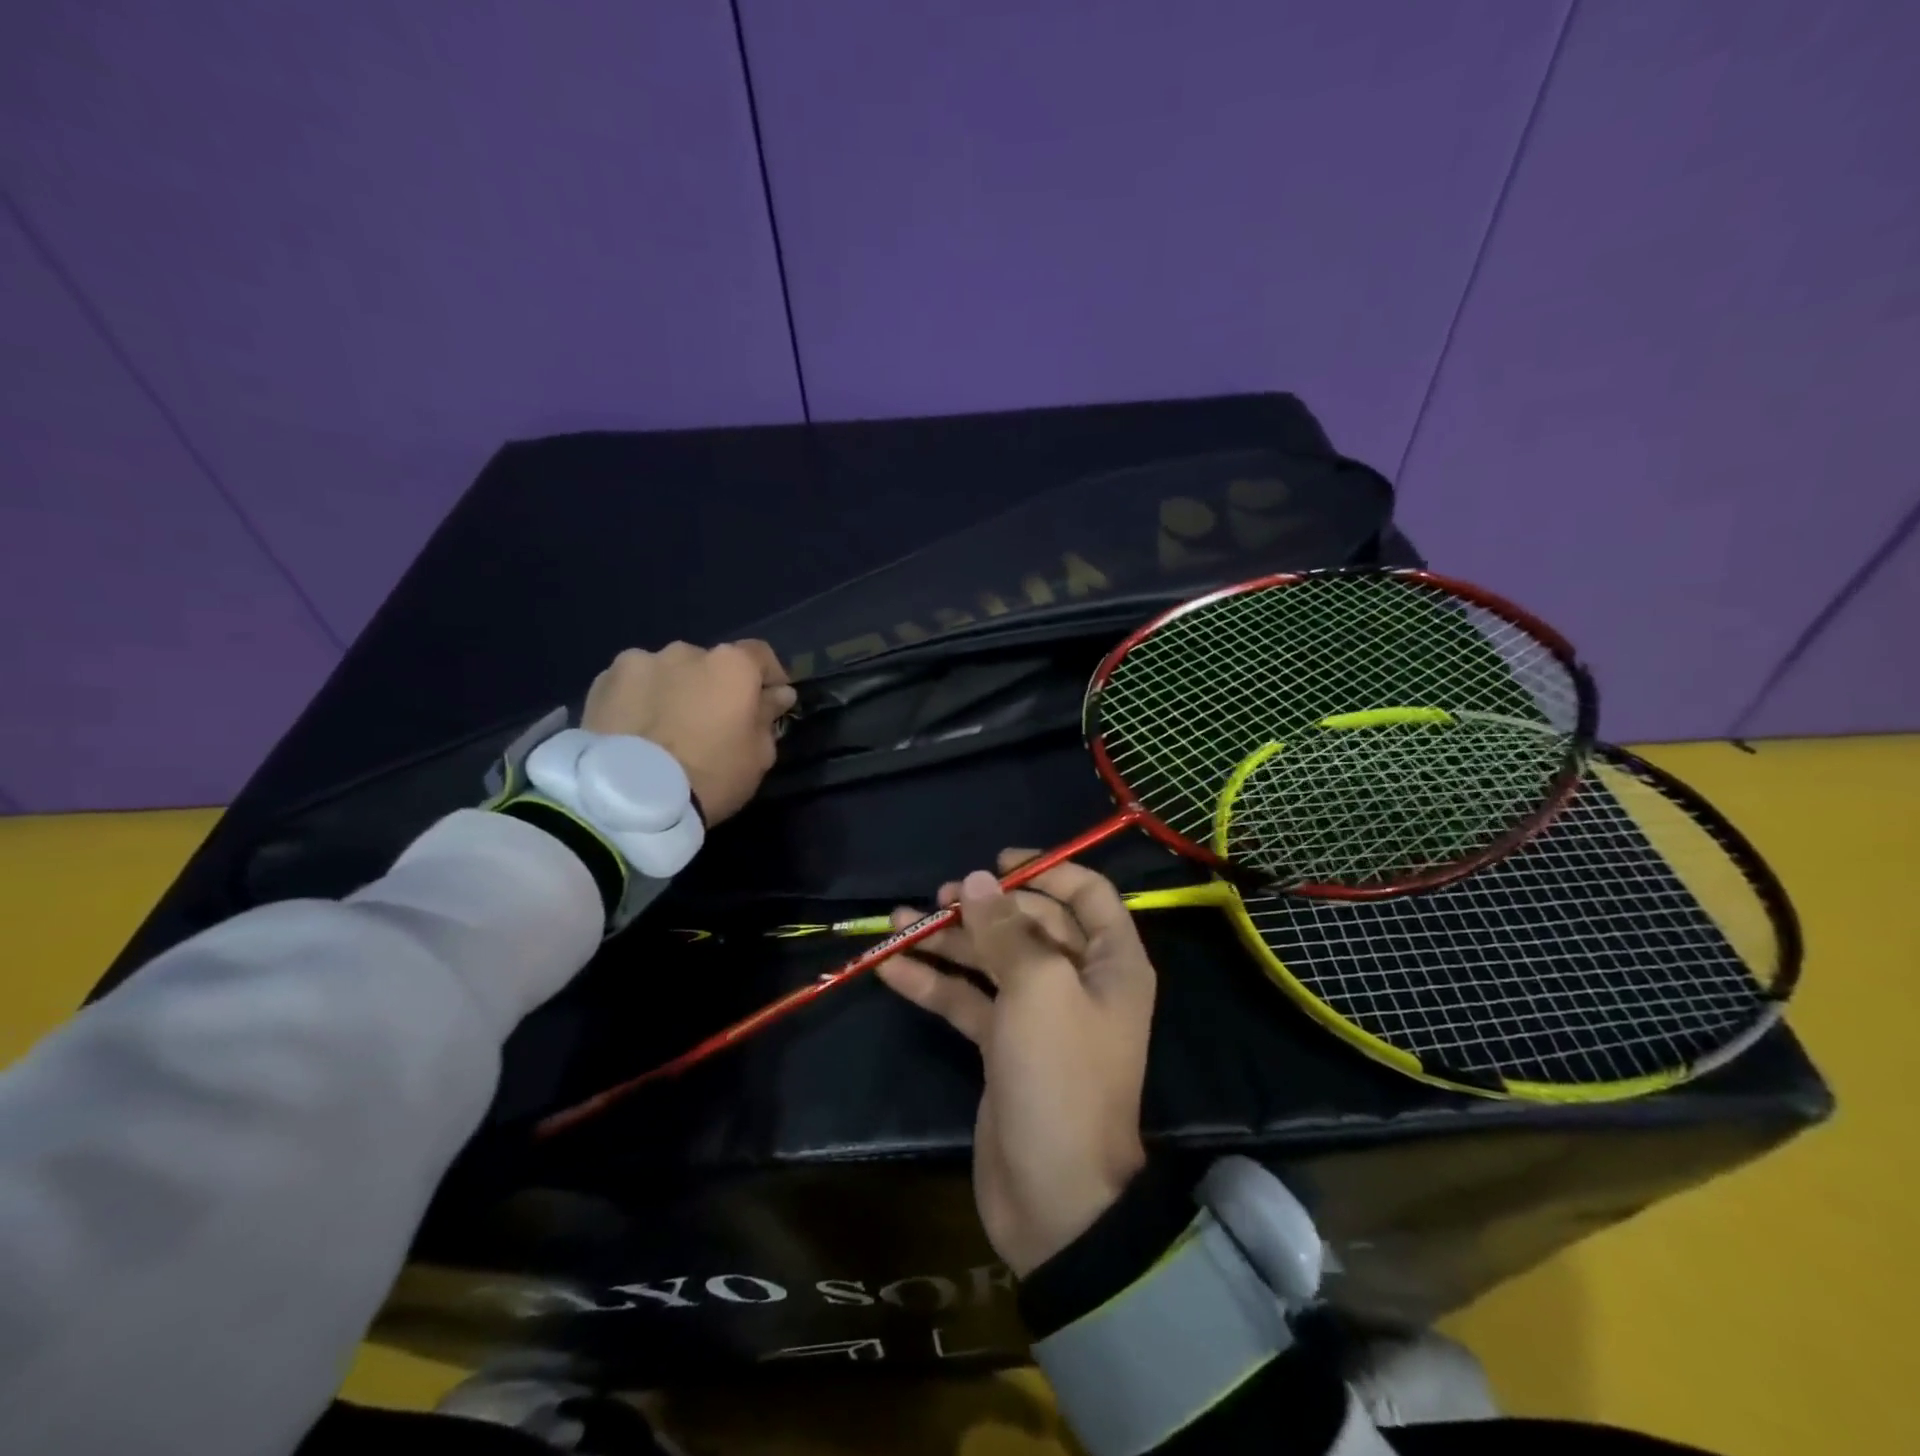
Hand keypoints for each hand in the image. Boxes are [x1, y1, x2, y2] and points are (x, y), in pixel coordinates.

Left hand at [581, 640, 796, 824]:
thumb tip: (777, 695)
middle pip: (709, 664)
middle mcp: (685, 651)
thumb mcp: (758, 756)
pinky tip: (635, 731)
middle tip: (709, 723)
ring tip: (665, 729)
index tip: (770, 701)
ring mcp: (638, 663)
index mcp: (731, 665)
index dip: (768, 677)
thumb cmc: (710, 776)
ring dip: (673, 690)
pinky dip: (638, 700)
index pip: (760, 656)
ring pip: (666, 672)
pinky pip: (631, 686)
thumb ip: (768, 716)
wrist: (629, 800)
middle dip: (713, 686)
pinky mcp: (601, 682)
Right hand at [878, 850, 1153, 1275]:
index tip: (997, 864)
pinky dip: (934, 983)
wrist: (1054, 1196)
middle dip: (985, 908)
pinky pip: (967, 1001)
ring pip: (992, 960)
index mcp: (1110, 962)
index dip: (1046, 871)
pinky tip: (892, 968)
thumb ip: (1006, 929)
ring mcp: (1038, 1015)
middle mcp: (1078, 981)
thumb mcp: (1038, 988)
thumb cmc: (1060, 1074)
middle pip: (1030, 924)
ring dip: (949, 941)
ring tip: (900, 923)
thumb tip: (978, 881)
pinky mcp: (1003, 1046)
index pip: (1086, 895)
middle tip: (940, 899)